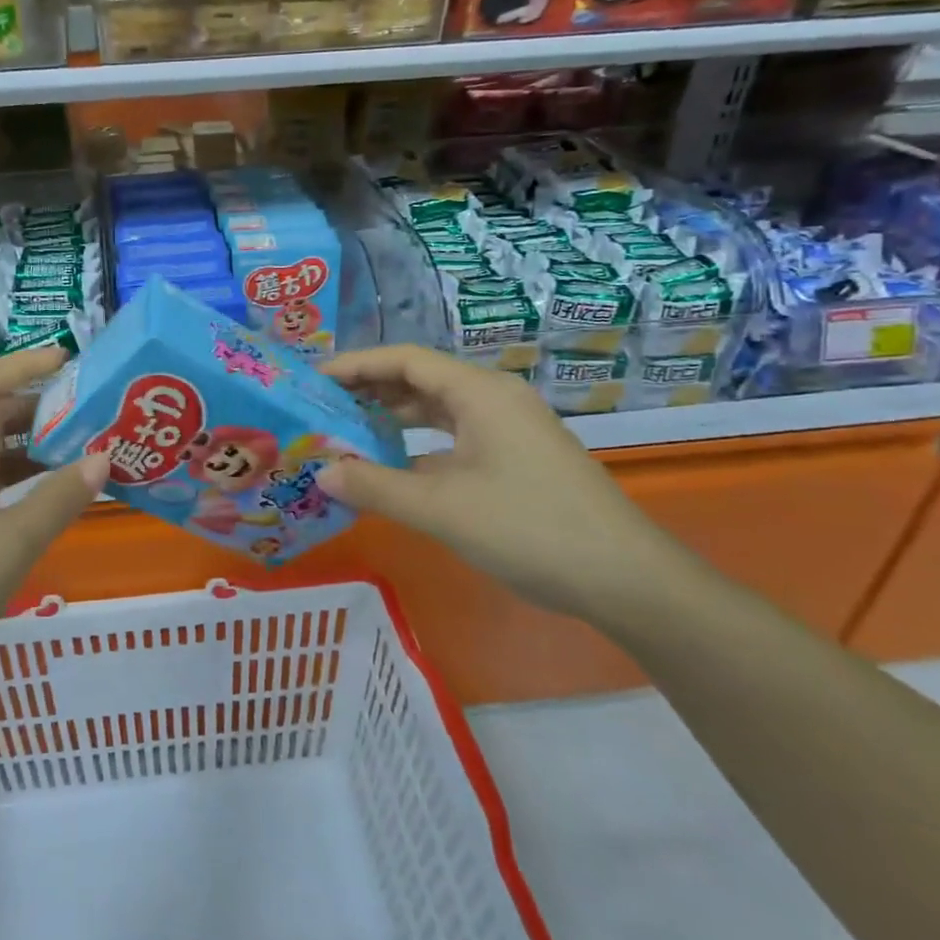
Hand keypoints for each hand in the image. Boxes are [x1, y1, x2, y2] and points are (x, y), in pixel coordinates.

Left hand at [0, 348, 108, 701]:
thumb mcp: (11, 545)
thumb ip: (58, 499)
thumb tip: (102, 456)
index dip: (25, 363)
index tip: (69, 358)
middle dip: (39, 406)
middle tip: (91, 413)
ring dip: (31, 446)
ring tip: (81, 452)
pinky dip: (19, 482)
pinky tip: (45, 502)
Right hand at [317, 345, 697, 622]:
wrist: (625, 579)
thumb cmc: (530, 529)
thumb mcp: (441, 509)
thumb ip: (375, 487)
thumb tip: (321, 473)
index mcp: (479, 393)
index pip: (405, 359)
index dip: (355, 365)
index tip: (313, 380)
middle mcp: (494, 399)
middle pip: (420, 379)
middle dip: (369, 389)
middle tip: (322, 405)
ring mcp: (509, 429)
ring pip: (438, 409)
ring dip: (392, 417)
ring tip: (346, 431)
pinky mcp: (516, 458)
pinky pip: (454, 437)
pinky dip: (418, 445)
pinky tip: (392, 467)